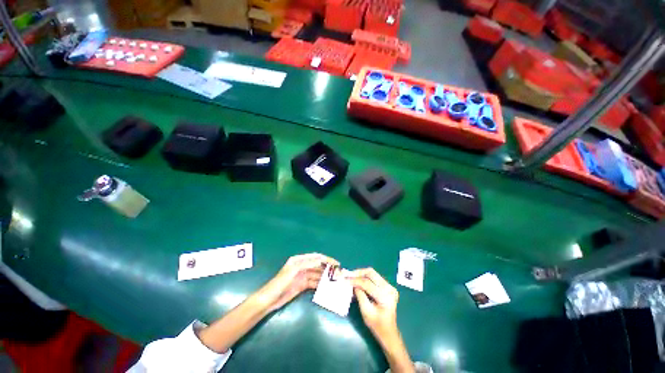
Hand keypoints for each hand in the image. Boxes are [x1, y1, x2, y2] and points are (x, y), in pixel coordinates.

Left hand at [258, 253, 338, 311]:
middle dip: (327, 268)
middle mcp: (302, 266)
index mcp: (299, 260)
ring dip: (325, 276)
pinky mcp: (302, 285)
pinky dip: (320, 284)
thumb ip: (306, 264)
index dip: (326, 259)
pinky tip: (327, 287)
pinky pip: (314, 283)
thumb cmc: (280, 283)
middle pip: (317, 265)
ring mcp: (302, 276)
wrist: (269, 300)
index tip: (336, 263)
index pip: (316, 257)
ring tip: (335, 280)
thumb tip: (320, 259)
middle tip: (338, 273)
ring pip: (317, 274)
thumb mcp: (293, 270)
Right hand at [349, 268, 413, 372]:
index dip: (355, 280)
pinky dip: (365, 277)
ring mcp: (389, 286)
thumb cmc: (377, 326)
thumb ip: (359, 295)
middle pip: (371, 273)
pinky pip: (375, 277)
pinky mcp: (388, 286)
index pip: (367, 283)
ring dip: (361, 274)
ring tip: (351, 277)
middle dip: (358, 272)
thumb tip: (352, 283)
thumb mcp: (366, 312)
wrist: (389, 333)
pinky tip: (358, 280)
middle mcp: (389, 288)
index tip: (345, 279)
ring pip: (373, 273)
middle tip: (348, 275)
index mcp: (385, 296)